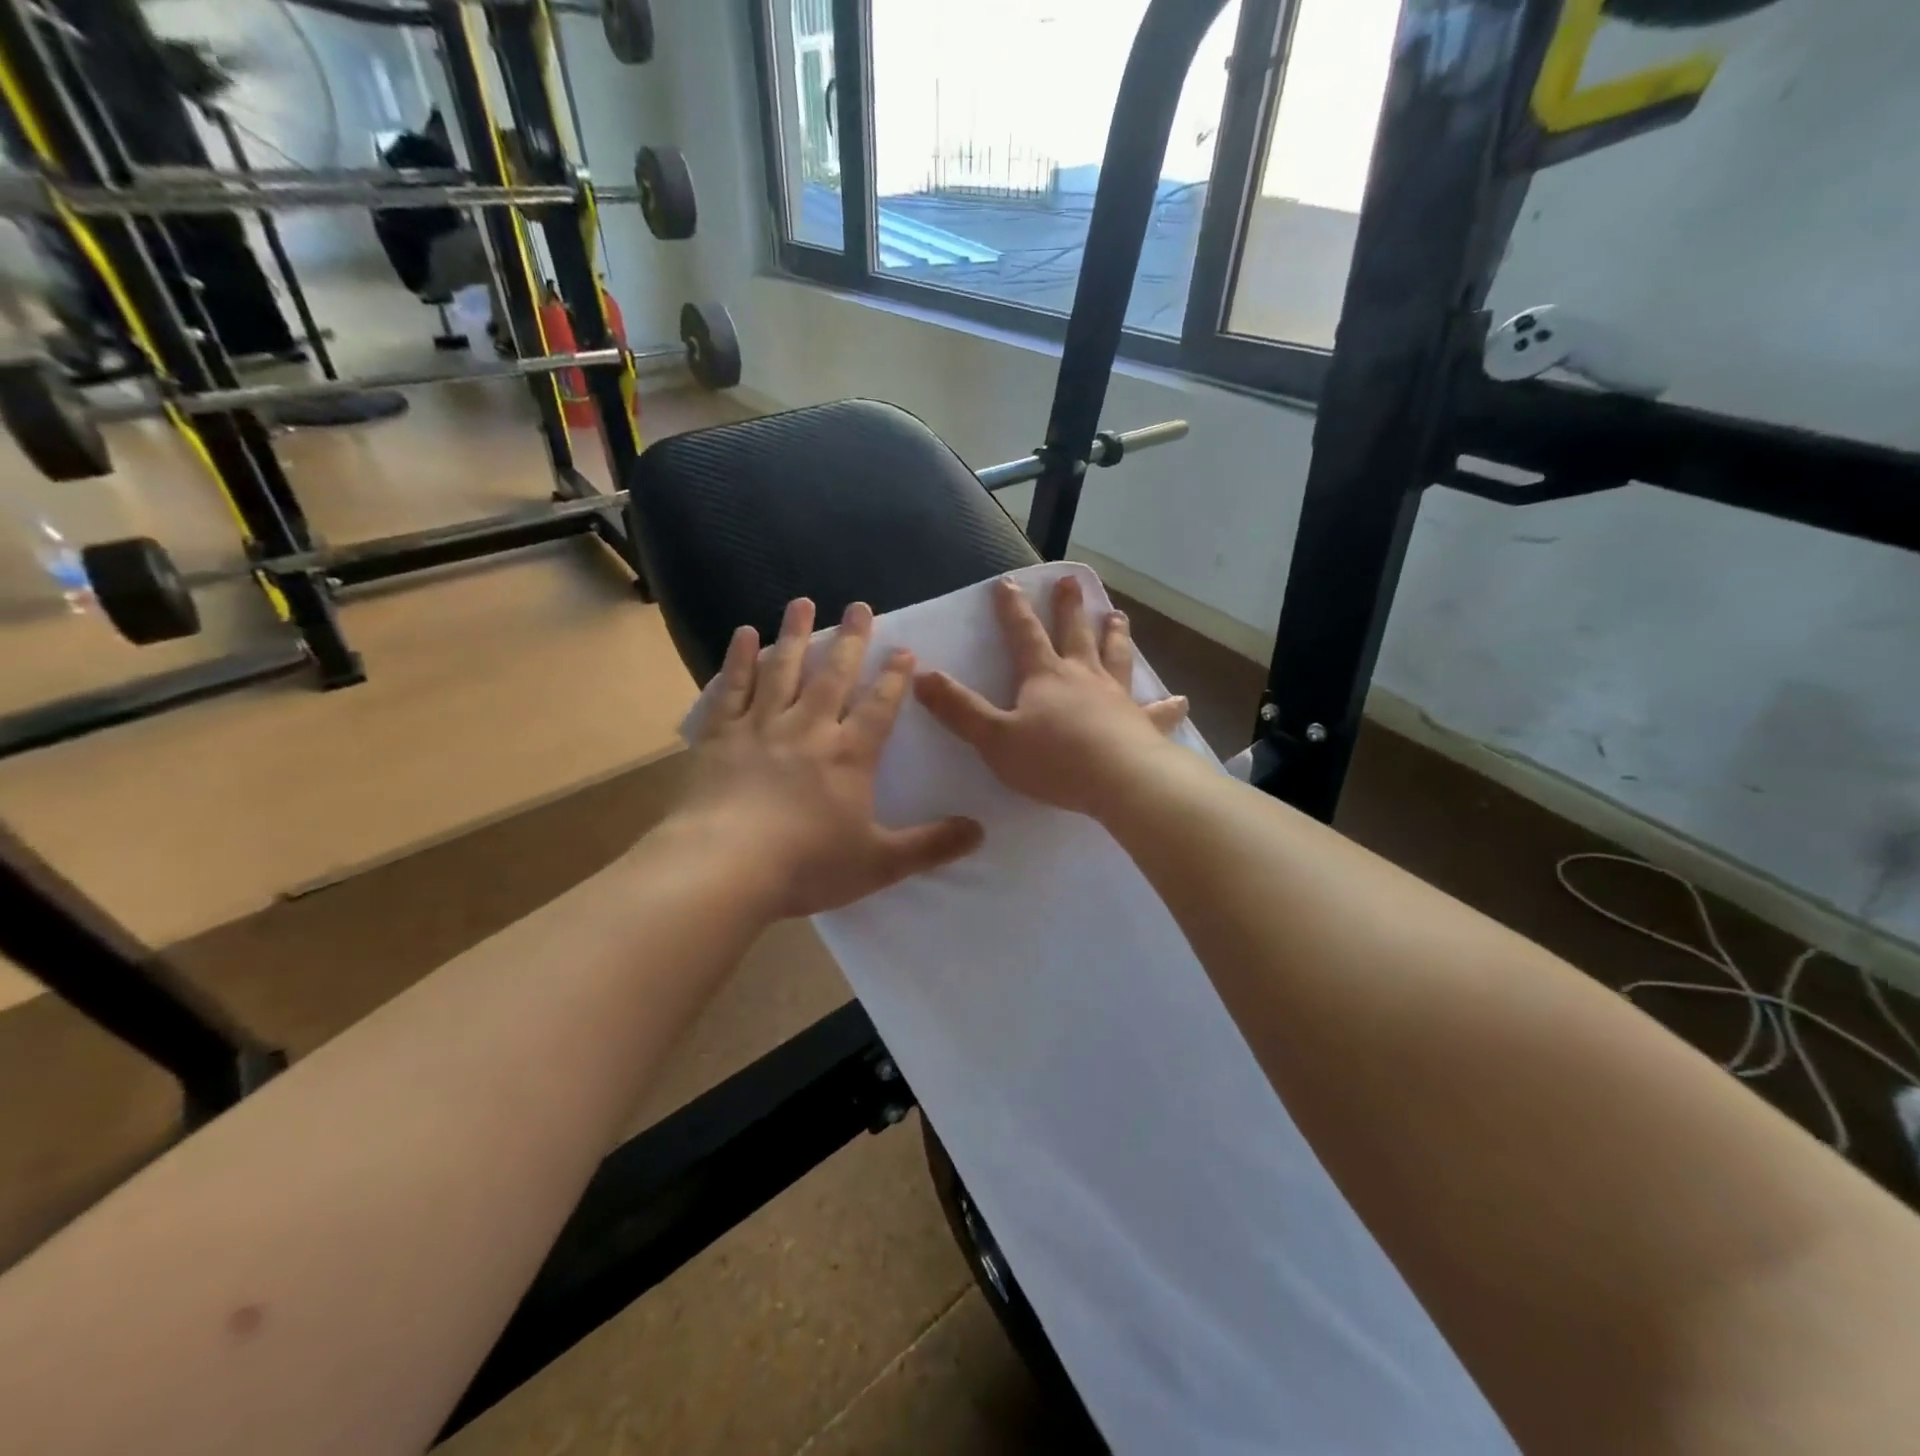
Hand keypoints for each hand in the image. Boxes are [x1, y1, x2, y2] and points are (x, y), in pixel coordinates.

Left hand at [671, 598, 984, 921]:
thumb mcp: (880, 863)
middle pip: (833, 675)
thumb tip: (980, 832)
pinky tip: (745, 635)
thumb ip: (931, 846)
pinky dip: (739, 659)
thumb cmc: (807, 865)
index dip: (894, 678)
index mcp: (849, 755)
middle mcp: (809, 728)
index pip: (879, 707)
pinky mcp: (720, 736)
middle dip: (850, 640)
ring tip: (803, 602)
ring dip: (795, 634)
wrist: (725, 867)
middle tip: (859, 606)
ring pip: (783, 669)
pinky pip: (732, 688)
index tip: (904, 650)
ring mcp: (761, 727)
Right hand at [914, 575, 1188, 817]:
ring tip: (1118, 616)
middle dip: (1069, 608)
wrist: (1119, 781)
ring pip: (1115, 658)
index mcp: (1044, 676)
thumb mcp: (994, 737)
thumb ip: (959, 709)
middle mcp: (1082, 677)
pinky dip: (1166, 706)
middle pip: (1075, 634)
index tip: (1009, 582)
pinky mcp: (1141, 724)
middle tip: (1072, 582)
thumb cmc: (1052, 760)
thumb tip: (921, 675)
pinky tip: (1180, 701)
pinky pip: (1155, 711)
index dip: (1013, 609)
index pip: (1024, 634)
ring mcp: (1115, 698)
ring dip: (1115, 636)